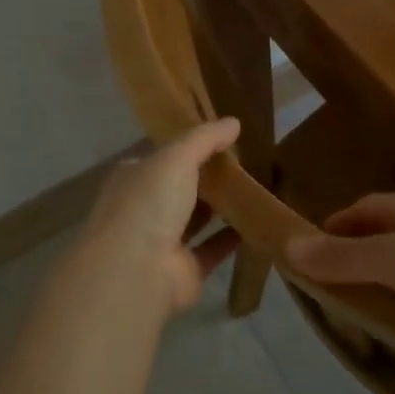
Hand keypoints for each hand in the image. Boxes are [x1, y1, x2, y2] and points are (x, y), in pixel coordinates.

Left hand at [67, 118, 243, 315]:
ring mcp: (163, 241)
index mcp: (134, 177)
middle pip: (182, 188)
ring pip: (197, 219)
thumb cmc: (148, 204)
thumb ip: (204, 139)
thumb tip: (234, 122)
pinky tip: (260, 222)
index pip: (163, 157)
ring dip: (223, 207)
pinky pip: (213, 248)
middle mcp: (145, 208)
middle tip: (249, 162)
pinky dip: (233, 238)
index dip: (190, 147)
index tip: (223, 139)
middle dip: (209, 177)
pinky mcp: (185, 269)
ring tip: (259, 188)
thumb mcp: (176, 158)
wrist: (136, 271)